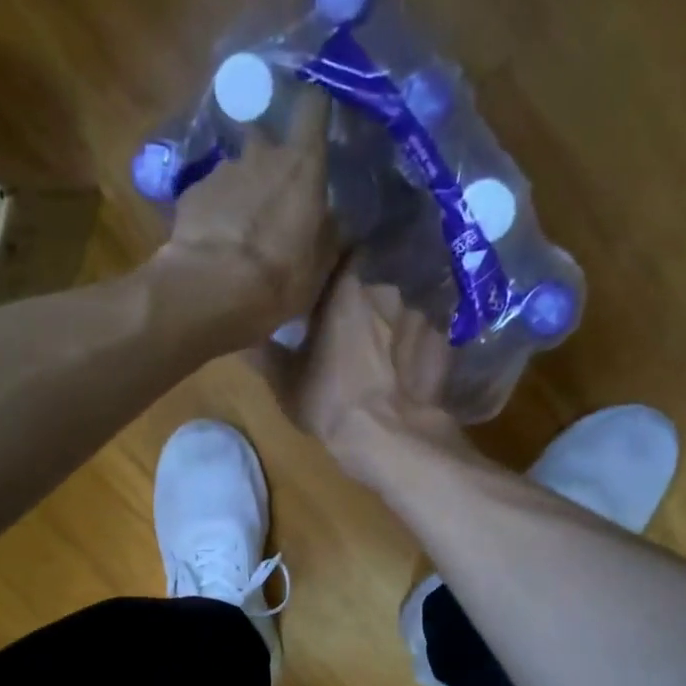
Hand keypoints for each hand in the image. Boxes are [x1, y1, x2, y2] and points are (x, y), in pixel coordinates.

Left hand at [152, 90, 336, 345]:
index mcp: (301, 165)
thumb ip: (329, 234)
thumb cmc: (280, 277)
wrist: (213, 289)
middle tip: (271, 191)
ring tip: (237, 228)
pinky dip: (212, 211)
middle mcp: (261, 155)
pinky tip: (212, 240)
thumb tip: (333, 221)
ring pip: (234, 170)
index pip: (313, 108)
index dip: (314, 107)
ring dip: (238, 190)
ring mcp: (221, 172)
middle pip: (264, 137)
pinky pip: (208, 196)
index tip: (316, 112)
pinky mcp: (190, 194)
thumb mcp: (320, 265)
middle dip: (267, 155)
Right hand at [262, 262, 466, 486]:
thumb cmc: (331, 402)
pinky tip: (407, 363)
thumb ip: (262, 350)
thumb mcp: (284, 380)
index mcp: (346, 283)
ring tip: (381, 341)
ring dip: (391, 315)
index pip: (340, 248)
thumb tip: (241, 333)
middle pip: (375, 272)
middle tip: (349, 314)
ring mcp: (422, 309)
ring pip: (402, 301)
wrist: (392, 437)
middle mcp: (389, 284)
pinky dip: (415, 341)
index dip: (330, 261)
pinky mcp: (445, 337)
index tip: (321, 277)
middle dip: (362, 289)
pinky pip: (424, 329)